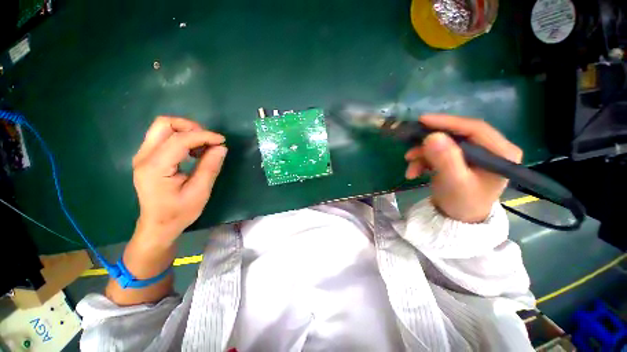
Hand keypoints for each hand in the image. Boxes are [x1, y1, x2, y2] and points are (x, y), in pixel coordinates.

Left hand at [132, 116, 226, 245]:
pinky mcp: (147, 157)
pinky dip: (182, 138)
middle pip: (164, 124)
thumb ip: (210, 167)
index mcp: (155, 168)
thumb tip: (221, 147)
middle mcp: (144, 156)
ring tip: (202, 147)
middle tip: (208, 141)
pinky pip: (164, 137)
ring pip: (163, 127)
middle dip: (191, 127)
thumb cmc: (179, 212)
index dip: (204, 136)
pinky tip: (193, 152)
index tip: (222, 141)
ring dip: (186, 132)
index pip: (180, 139)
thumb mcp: (200, 192)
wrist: (158, 225)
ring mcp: (143, 155)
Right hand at [404, 115, 522, 222]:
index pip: (475, 128)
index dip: (448, 122)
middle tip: (411, 150)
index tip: (422, 120)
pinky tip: (414, 172)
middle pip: (456, 135)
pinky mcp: (460, 158)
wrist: (457, 218)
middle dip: (429, 145)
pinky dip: (423, 161)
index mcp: (500, 152)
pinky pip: (438, 153)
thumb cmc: (462, 203)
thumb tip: (432, 136)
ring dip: (423, 156)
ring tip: (410, 169)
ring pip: (443, 144)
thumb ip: (445, 160)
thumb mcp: (454, 182)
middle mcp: (490, 148)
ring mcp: (474, 153)